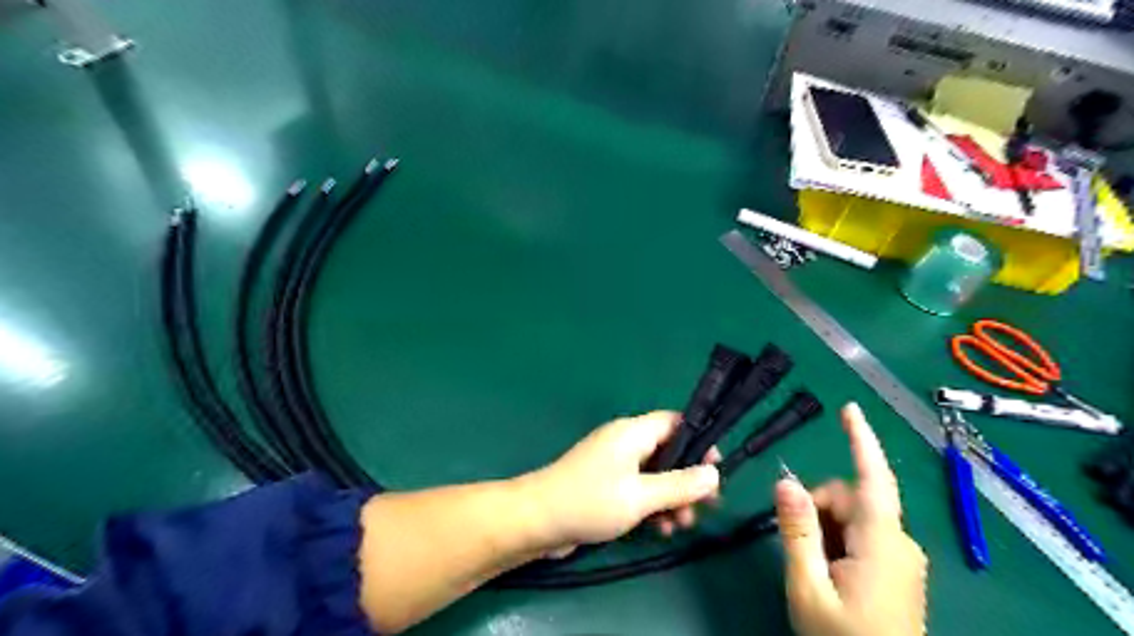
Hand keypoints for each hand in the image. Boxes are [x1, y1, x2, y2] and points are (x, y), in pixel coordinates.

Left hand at [516, 411, 720, 549]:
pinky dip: (652, 505)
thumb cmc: (590, 501)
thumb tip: (715, 474)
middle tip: (705, 506)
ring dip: (671, 498)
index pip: (675, 423)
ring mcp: (614, 464)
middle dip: (687, 479)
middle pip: (668, 452)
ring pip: (655, 475)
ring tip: (681, 526)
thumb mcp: (640, 496)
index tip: (715, 469)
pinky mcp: (606, 485)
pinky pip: (639, 489)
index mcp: (632, 432)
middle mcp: (625, 442)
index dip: (698, 442)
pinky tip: (660, 530)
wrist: (537, 521)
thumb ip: (679, 485)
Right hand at [781, 408, 930, 634]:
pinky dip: (837, 542)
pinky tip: (829, 572)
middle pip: (849, 498)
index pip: (873, 478)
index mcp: (882, 543)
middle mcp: (899, 542)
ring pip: (852, 517)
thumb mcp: (808, 587)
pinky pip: (861, 536)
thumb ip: (797, 531)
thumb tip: (785, 481)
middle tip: (798, 546)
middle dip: (817, 508)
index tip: (849, 408)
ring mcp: (901, 557)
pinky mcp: (897, 569)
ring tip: (814, 568)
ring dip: (825, 529)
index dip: (861, 440)